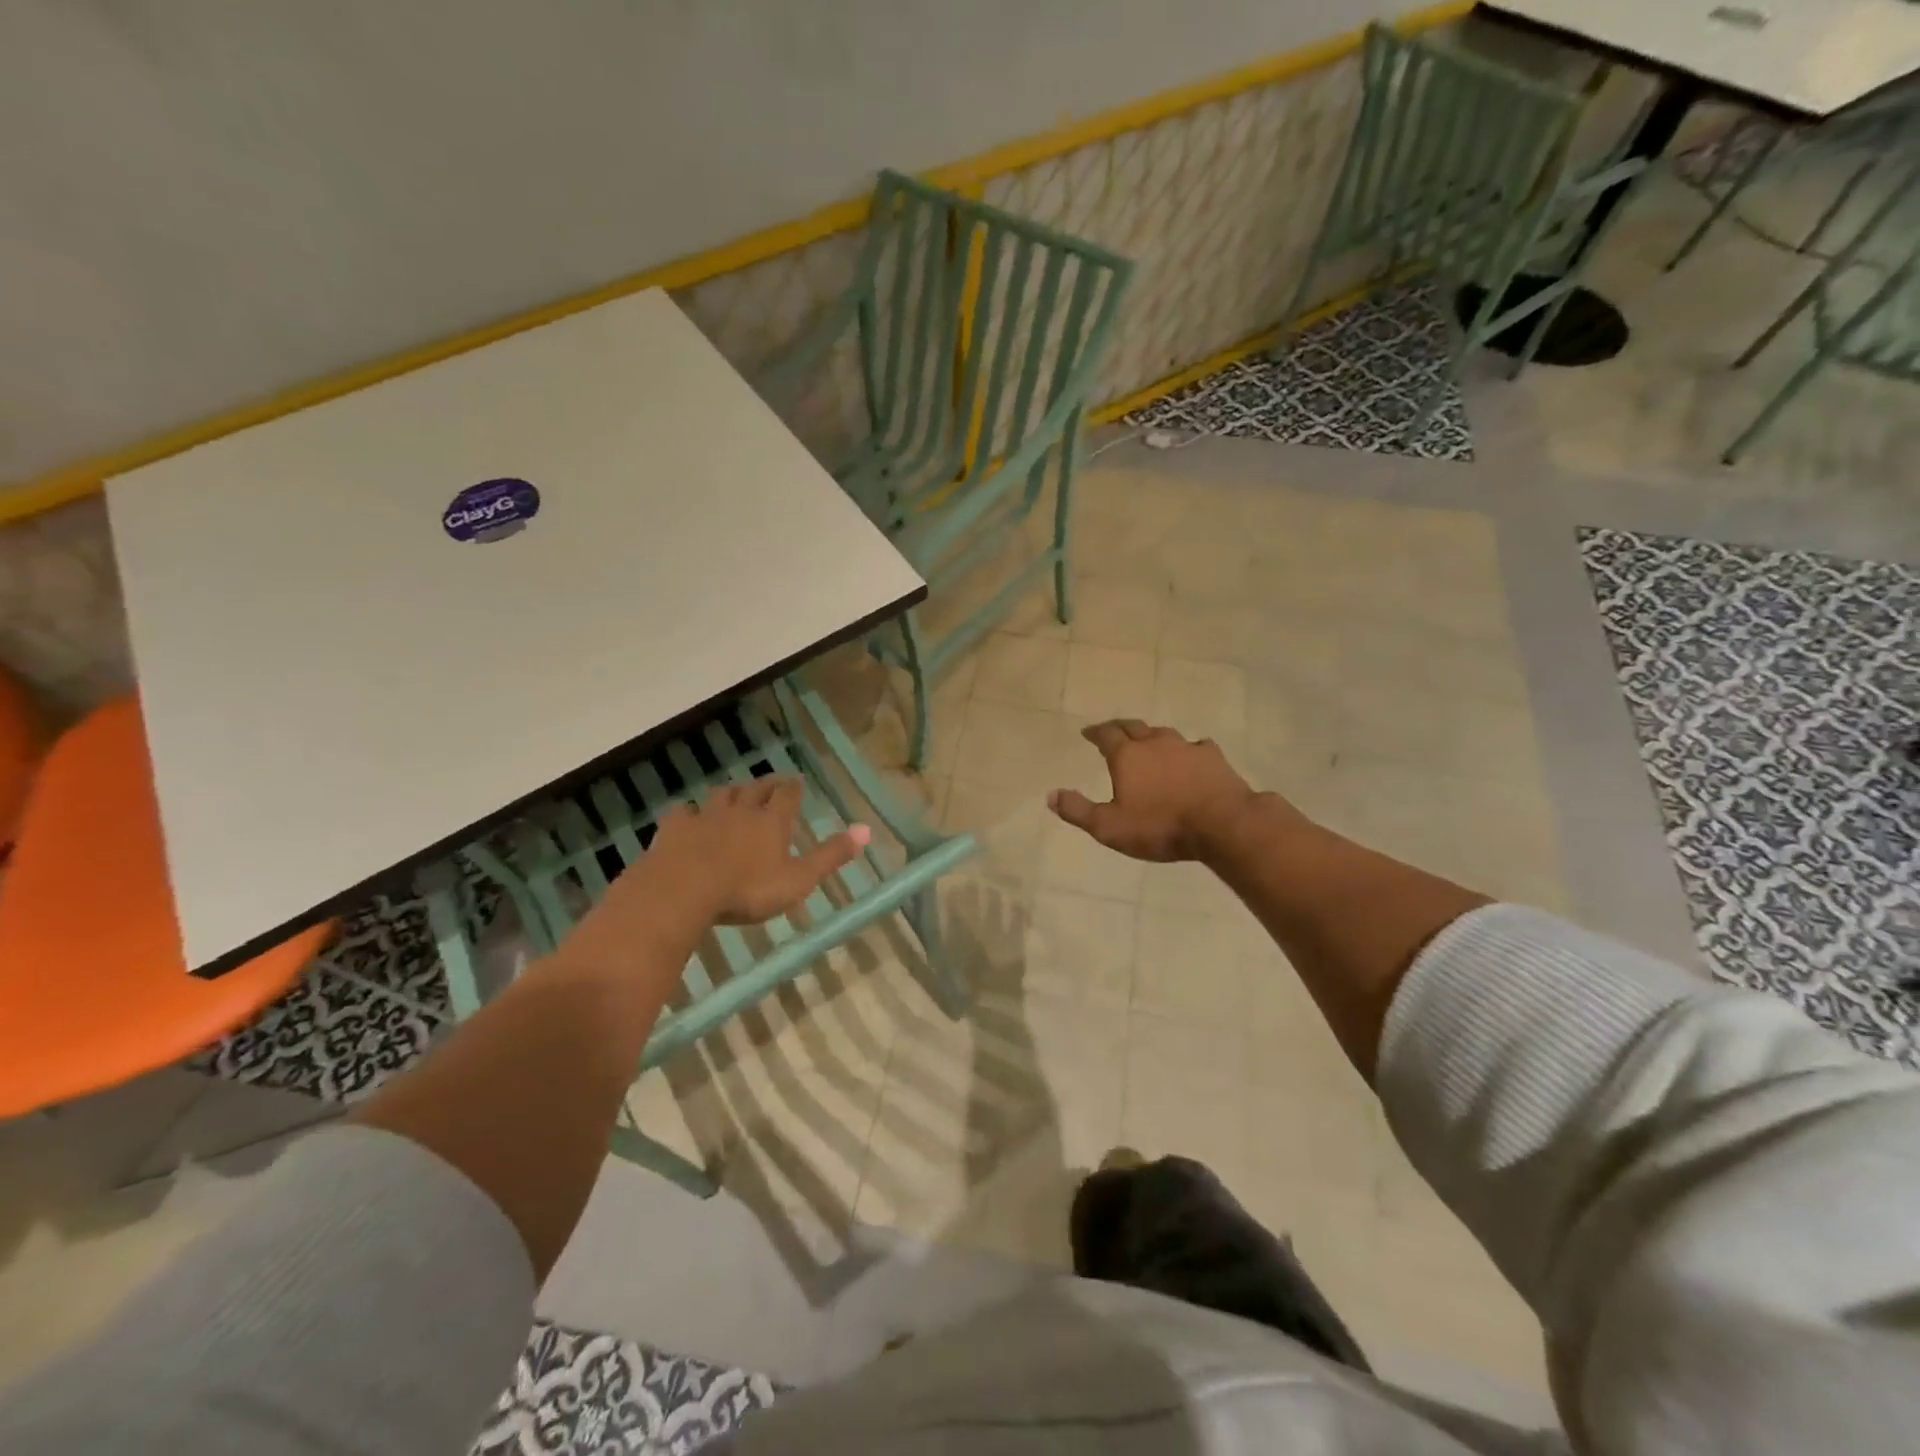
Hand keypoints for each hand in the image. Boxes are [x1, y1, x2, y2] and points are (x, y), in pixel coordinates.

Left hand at [644, 777, 868, 924]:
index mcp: (772, 821)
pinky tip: (688, 816)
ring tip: (736, 794)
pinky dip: (690, 812)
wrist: (682, 890)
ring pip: (721, 795)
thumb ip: (831, 856)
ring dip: (731, 793)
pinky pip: (684, 813)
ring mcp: (705, 816)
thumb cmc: (747, 889)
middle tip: (772, 784)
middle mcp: (741, 810)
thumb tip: (867, 830)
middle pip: (755, 789)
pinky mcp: (674, 828)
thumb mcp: (799, 879)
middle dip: (766, 785)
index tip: (798, 783)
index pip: (787, 795)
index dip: (794, 789)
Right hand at [1048, 720, 1272, 862]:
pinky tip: (1191, 755)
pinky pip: (1196, 746)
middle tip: (1112, 731)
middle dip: (1119, 728)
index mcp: (1127, 756)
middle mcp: (1155, 743)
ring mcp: (1186, 747)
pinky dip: (1187, 750)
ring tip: (1148, 742)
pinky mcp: (1213, 757)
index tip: (1088, 733)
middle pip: (1133, 727)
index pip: (1106, 735)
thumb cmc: (1160, 826)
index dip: (1095, 733)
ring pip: (1163, 733)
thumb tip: (1050, 795)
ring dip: (1151, 736)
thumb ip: (1078, 811)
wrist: (1222, 824)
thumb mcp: (1109, 827)